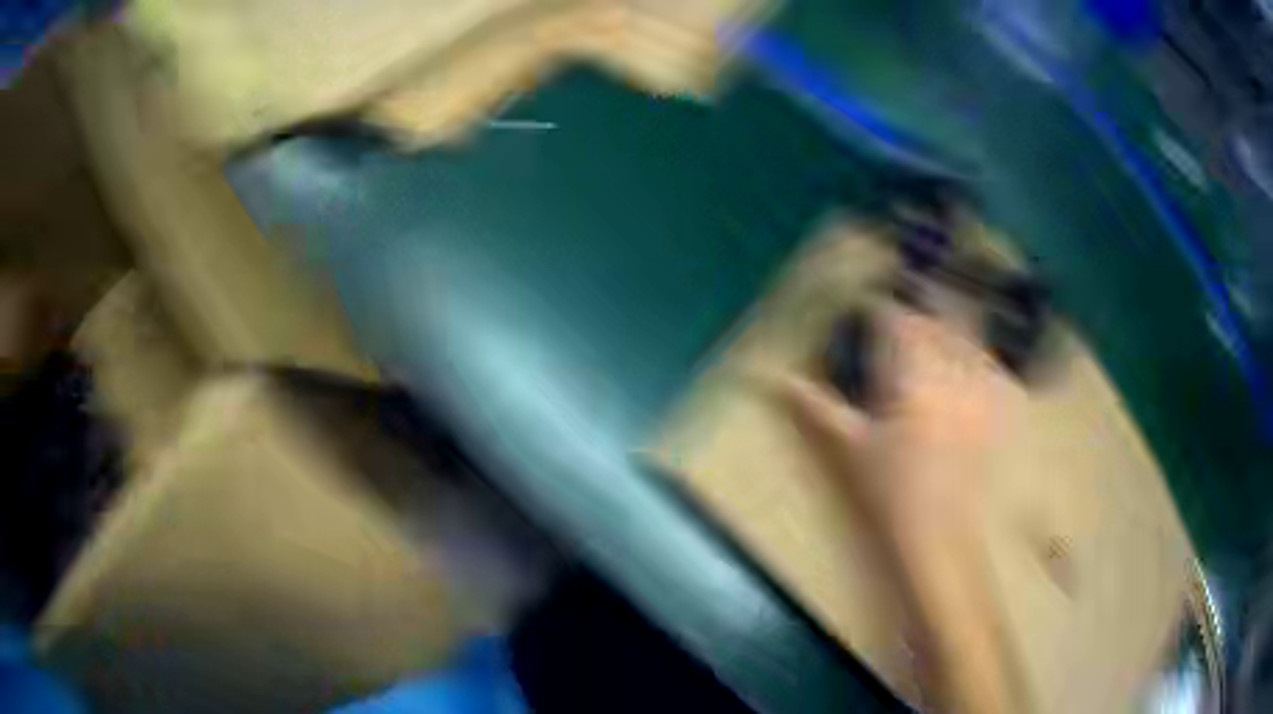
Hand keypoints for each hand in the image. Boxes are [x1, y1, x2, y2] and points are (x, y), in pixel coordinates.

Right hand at [776, 307, 1022, 546]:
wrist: (939, 532)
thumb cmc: (889, 491)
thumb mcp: (850, 448)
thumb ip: (818, 408)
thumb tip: (781, 380)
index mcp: (911, 376)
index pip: (897, 322)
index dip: (880, 310)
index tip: (867, 311)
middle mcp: (949, 372)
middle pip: (934, 322)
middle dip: (914, 316)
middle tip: (897, 326)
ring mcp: (978, 388)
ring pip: (966, 337)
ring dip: (947, 328)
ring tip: (932, 337)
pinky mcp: (996, 408)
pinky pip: (993, 365)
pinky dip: (979, 356)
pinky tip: (969, 364)